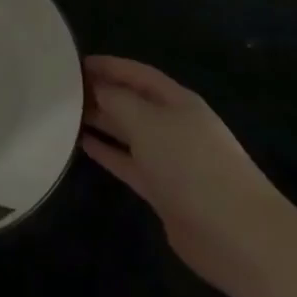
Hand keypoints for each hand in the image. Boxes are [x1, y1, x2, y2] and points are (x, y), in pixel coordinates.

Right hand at [81, 55, 294, 293]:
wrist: (236, 234)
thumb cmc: (192, 165)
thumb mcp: (149, 122)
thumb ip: (117, 100)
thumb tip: (94, 86)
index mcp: (177, 101)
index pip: (137, 73)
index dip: (108, 65)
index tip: (72, 62)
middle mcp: (173, 125)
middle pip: (131, 101)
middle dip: (99, 92)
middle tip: (59, 90)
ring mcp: (169, 159)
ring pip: (127, 132)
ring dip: (100, 121)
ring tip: (64, 113)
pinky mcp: (162, 190)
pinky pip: (127, 162)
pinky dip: (106, 152)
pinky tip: (82, 144)